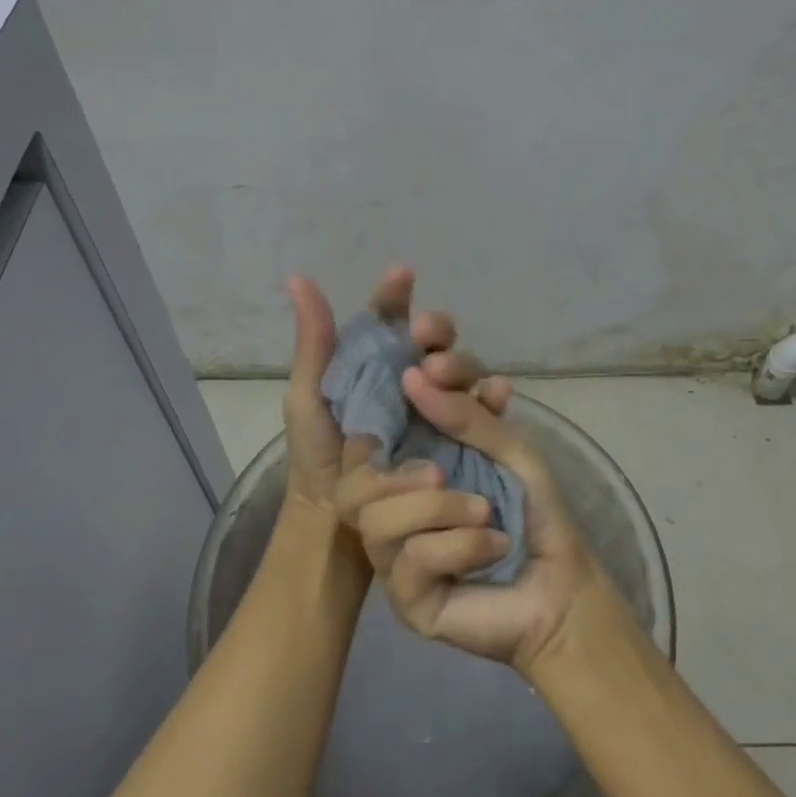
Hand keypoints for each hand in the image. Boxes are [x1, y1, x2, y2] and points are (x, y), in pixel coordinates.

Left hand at [280, 265, 510, 526]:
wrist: (336, 521)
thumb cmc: (319, 455)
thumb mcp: (309, 396)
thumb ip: (314, 341)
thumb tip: (298, 279)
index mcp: (377, 361)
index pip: (392, 318)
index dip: (397, 294)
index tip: (401, 275)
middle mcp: (413, 376)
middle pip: (437, 340)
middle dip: (437, 329)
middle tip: (425, 333)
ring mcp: (439, 406)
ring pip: (464, 370)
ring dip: (460, 361)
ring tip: (443, 370)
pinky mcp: (461, 438)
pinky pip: (485, 412)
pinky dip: (494, 398)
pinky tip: (498, 393)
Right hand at [344, 373, 600, 673]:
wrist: (563, 586)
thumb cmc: (533, 508)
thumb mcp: (508, 447)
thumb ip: (466, 414)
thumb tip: (413, 375)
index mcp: (412, 457)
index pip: (378, 416)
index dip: (394, 379)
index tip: (427, 349)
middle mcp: (392, 499)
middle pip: (353, 475)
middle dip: (398, 471)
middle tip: (440, 471)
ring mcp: (393, 551)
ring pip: (374, 519)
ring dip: (438, 510)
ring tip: (486, 511)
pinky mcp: (405, 597)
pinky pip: (409, 560)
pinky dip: (458, 547)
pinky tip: (493, 547)